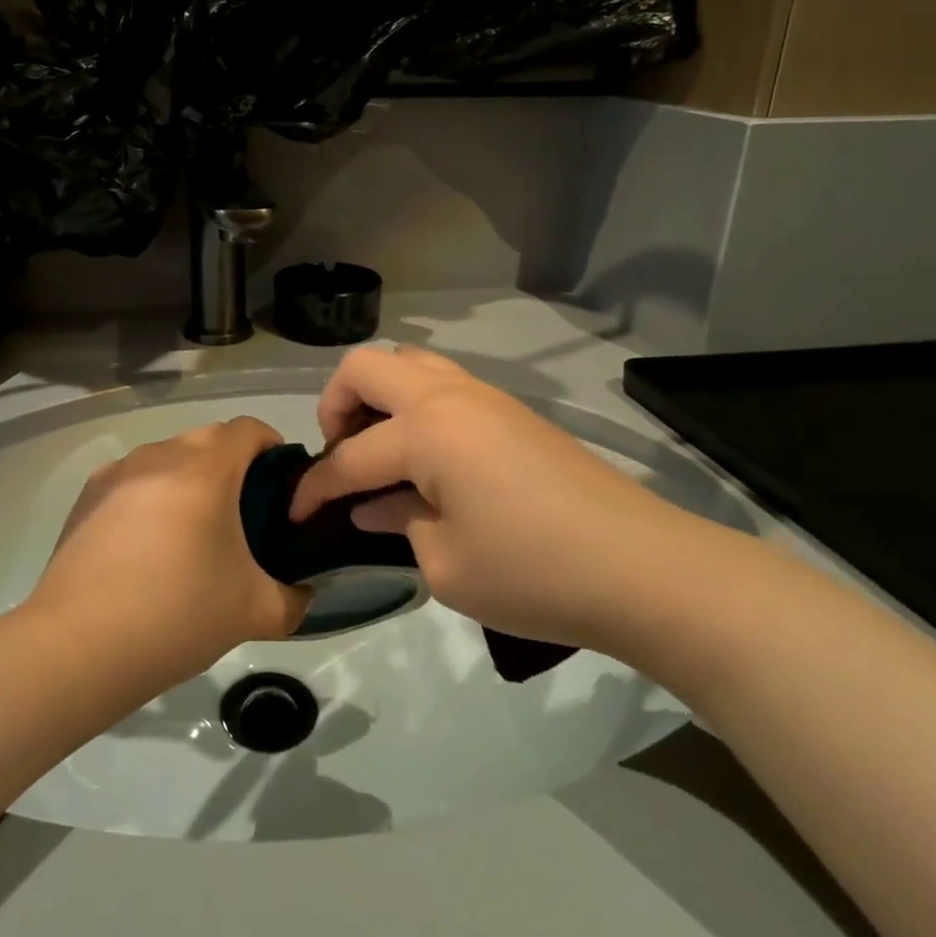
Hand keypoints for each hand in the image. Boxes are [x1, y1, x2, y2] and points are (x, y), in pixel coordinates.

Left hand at [27, 417, 311, 681]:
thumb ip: (294, 598)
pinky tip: (145, 546)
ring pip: (168, 456)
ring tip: (190, 533)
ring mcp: (117, 472)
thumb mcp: (254, 612)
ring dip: (188, 478)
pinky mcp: (86, 496)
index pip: (249, 429)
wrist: (78, 646)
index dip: (272, 448)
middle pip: (209, 438)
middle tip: (241, 516)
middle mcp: (160, 455)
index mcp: (205, 469)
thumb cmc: (177, 615)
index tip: (279, 487)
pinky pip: (133, 479)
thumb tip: (303, 593)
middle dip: (232, 465)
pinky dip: (150, 496)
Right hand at [288, 346, 697, 650]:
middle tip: (340, 457)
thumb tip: (373, 505)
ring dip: (378, 398)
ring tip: (380, 451)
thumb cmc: (533, 572)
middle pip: (366, 367)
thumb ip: (397, 522)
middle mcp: (448, 395)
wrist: (642, 567)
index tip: (293, 514)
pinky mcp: (510, 410)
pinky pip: (442, 384)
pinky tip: (425, 460)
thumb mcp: (445, 564)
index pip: (349, 455)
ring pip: (408, 363)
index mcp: (426, 430)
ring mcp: (484, 396)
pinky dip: (414, 407)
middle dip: (335, 407)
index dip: (314, 487)